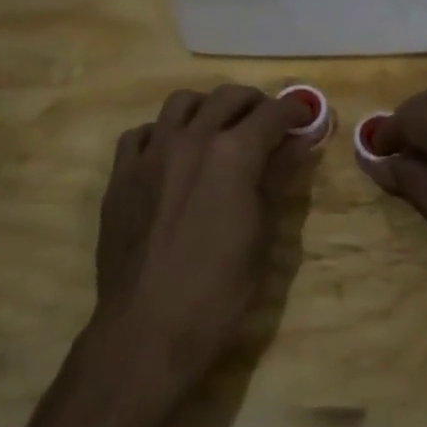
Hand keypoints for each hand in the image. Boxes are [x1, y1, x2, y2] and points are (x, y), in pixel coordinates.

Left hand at [93, 84, 315, 393]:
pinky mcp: (121, 173)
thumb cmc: (218, 290)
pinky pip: (143, 132)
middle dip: (254, 103)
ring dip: (208, 107)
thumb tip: (300, 143)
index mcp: (233, 153)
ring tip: (218, 128)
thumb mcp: (262, 234)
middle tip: (267, 122)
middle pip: (228, 97)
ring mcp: (151, 152)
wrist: (147, 329)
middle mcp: (192, 138)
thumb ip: (278, 178)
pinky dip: (163, 132)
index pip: (273, 113)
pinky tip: (171, 154)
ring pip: (182, 102)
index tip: (305, 116)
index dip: (294, 111)